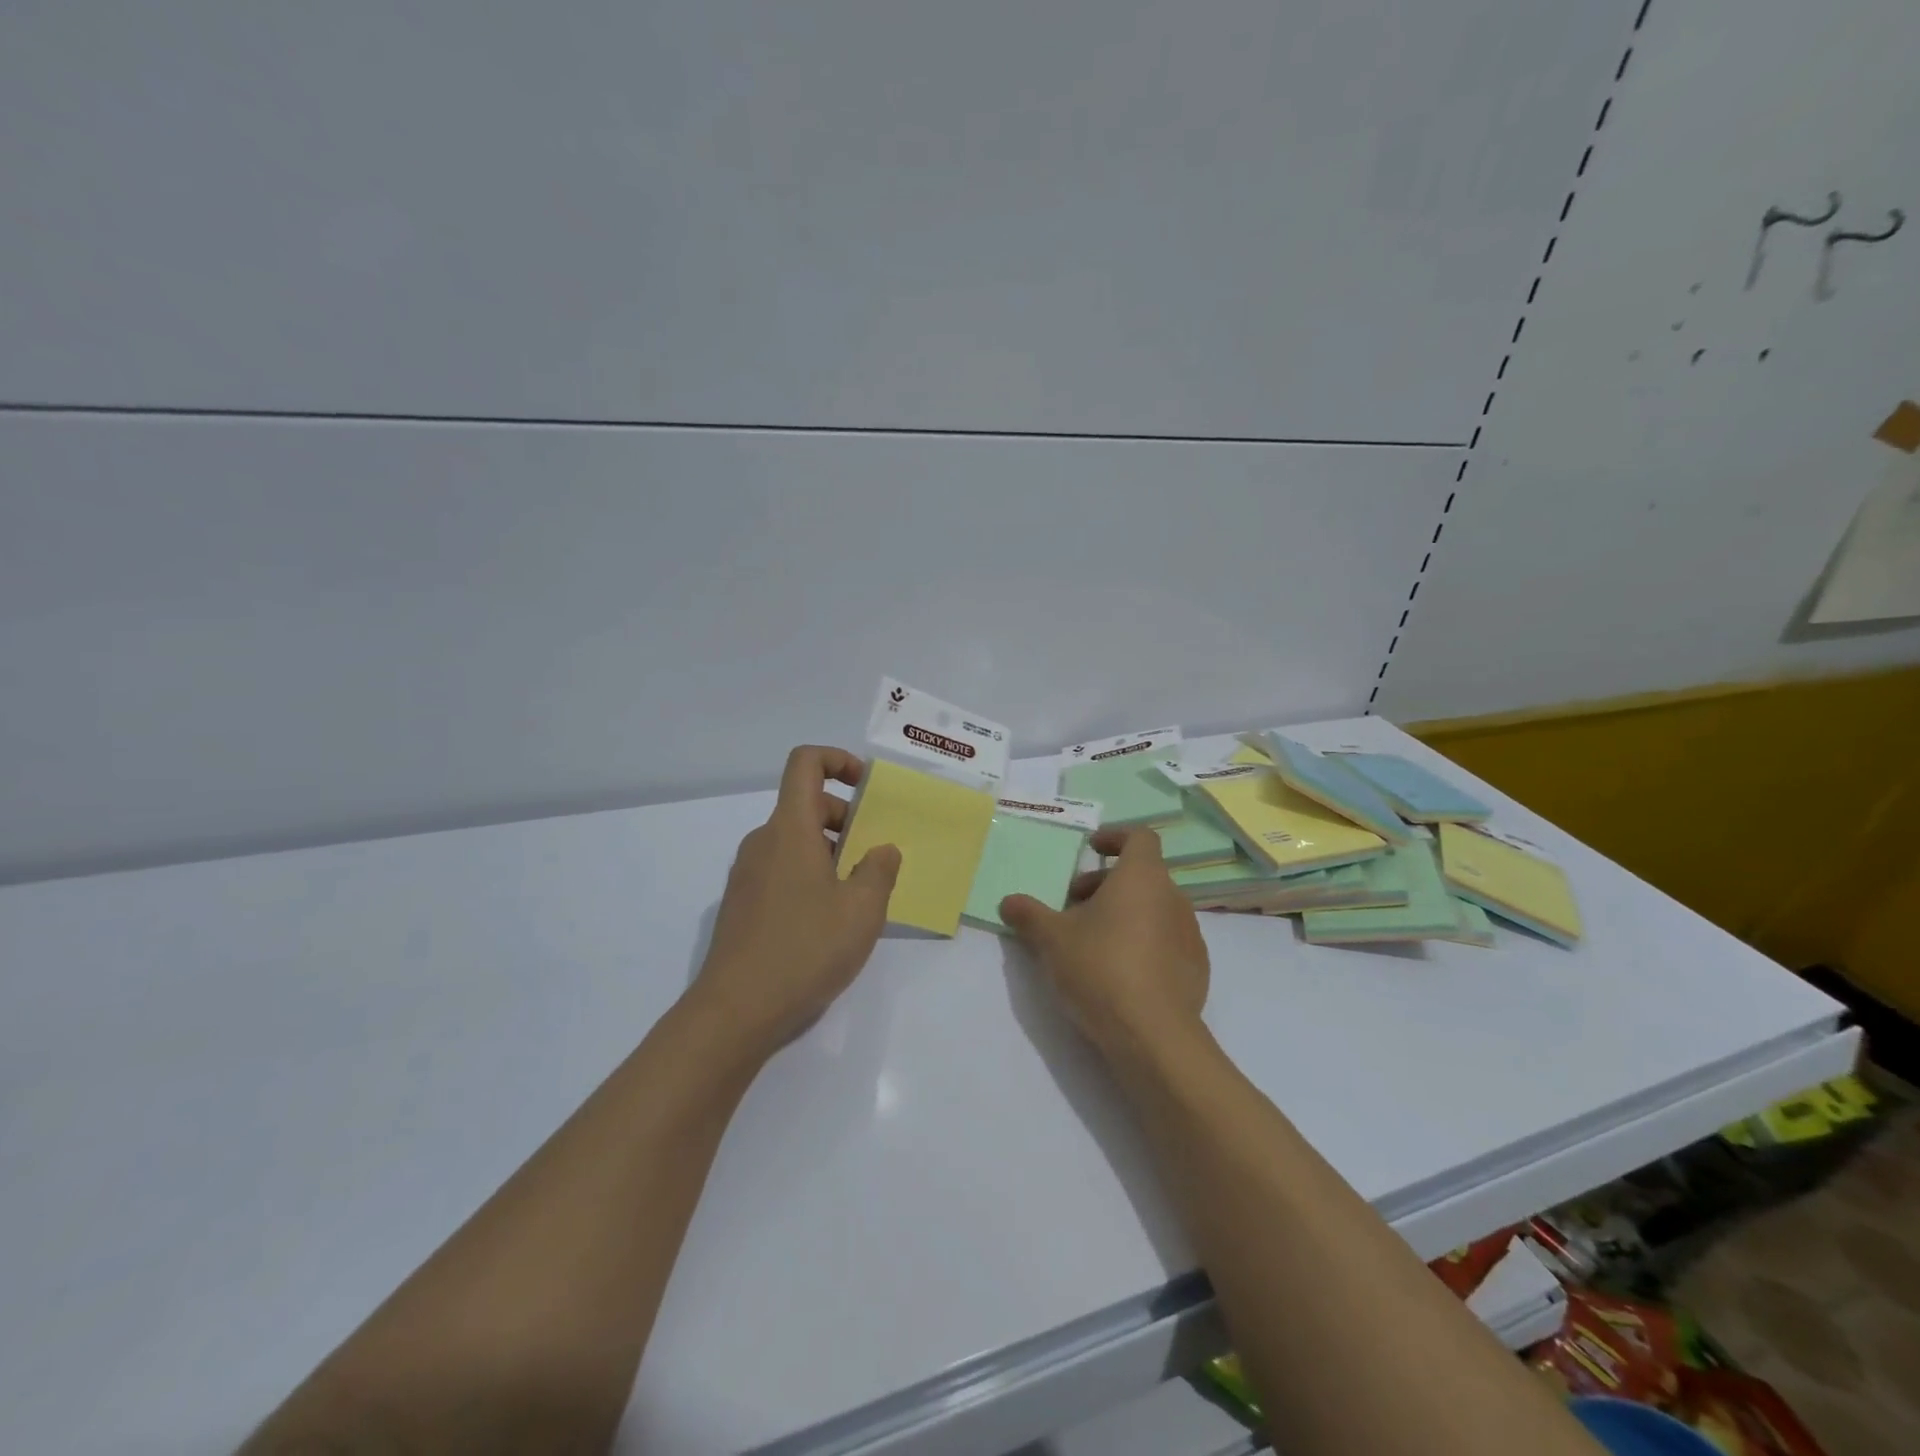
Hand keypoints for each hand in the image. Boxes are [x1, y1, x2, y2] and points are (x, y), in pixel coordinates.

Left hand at [692, 745, 901, 1054]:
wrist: (735, 1012)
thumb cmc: (805, 949)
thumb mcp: (862, 910)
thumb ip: (879, 871)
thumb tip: (882, 850)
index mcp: (790, 830)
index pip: (805, 763)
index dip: (837, 759)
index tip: (865, 787)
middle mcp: (763, 842)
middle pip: (805, 805)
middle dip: (845, 818)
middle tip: (874, 856)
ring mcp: (747, 874)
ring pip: (794, 841)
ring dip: (830, 852)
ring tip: (858, 894)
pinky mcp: (742, 904)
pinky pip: (781, 870)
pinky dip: (809, 875)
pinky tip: (828, 921)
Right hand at [1000, 827, 1209, 1059]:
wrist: (1153, 1035)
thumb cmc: (1101, 969)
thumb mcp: (1052, 939)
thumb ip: (1029, 915)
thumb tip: (1009, 902)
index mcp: (1143, 877)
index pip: (1140, 837)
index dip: (1115, 837)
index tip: (1092, 849)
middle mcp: (1172, 897)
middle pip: (1142, 875)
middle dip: (1107, 884)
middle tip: (1074, 906)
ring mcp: (1190, 934)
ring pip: (1154, 908)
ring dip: (1125, 913)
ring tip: (1092, 941)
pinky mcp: (1196, 967)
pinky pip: (1167, 940)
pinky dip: (1144, 942)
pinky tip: (1120, 971)